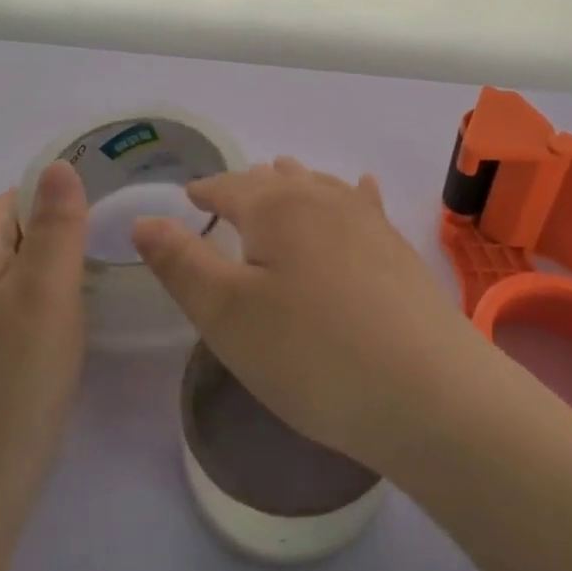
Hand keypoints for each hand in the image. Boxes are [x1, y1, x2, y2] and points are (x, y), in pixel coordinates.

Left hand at [0, 161, 89, 499]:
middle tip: (92, 265)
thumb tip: (57, 166)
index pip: (5, 205)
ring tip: (72, 307)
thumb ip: (56, 227)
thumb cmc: (13, 385)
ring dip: (27, 282)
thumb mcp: (49, 295)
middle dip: (41, 241)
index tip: (91, 221)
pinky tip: (36, 352)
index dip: (47, 202)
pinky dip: (11, 319)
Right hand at [131, 157, 481, 469]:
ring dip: (296, 185)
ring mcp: (369, 222)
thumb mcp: (226, 314)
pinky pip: (365, 206)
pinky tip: (362, 190)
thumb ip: (181, 263)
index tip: (188, 197)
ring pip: (321, 187)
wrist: (427, 391)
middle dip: (248, 186)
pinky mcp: (398, 250)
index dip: (204, 191)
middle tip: (229, 197)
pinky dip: (351, 196)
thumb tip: (144, 220)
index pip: (228, 186)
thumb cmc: (311, 354)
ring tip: (281, 179)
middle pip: (277, 181)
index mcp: (276, 207)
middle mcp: (324, 199)